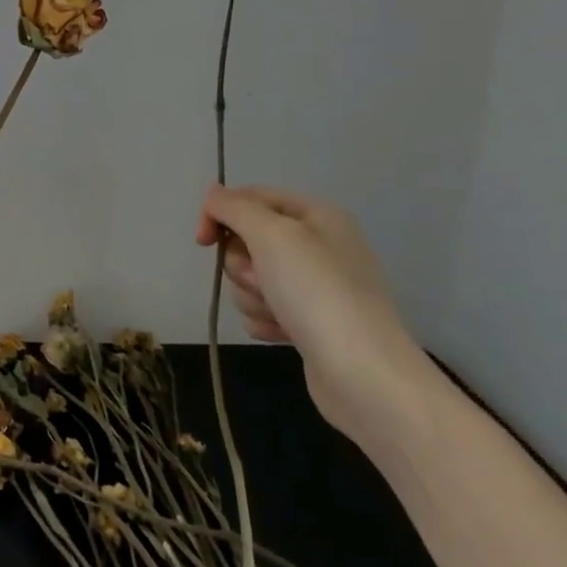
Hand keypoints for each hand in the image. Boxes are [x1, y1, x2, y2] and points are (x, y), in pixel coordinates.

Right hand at [197, 186, 431, 448]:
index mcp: (316, 216)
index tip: (203, 241)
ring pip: (250, 278)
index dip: (221, 214)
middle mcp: (317, 245)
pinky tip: (284, 333)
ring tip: (279, 313)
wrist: (363, 373)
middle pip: (248, 241)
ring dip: (253, 296)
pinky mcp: (307, 321)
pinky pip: (263, 309)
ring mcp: (313, 286)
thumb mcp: (272, 235)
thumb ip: (235, 208)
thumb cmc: (317, 292)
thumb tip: (213, 193)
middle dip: (243, 265)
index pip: (251, 198)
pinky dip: (265, 320)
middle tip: (264, 281)